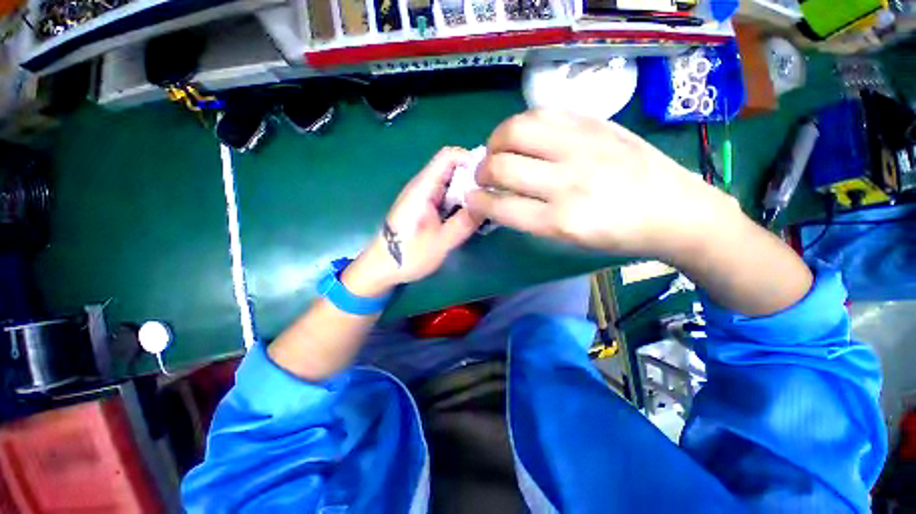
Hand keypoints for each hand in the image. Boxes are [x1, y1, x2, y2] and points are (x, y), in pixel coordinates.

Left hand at [342, 147, 480, 296]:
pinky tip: (470, 217)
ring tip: (485, 207)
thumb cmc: (408, 255)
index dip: (471, 160)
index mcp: (424, 188)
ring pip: (451, 184)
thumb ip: (465, 222)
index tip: (489, 178)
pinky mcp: (424, 208)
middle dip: (474, 179)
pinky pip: (446, 197)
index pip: (449, 156)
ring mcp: (423, 197)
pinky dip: (460, 203)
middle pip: (452, 168)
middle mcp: (423, 186)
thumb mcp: (441, 242)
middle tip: (492, 196)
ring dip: (468, 192)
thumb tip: (488, 204)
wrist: (382, 268)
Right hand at [466, 110, 735, 258]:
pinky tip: (525, 137)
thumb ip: (528, 217)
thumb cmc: (617, 235)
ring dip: (496, 142)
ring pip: (516, 130)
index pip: (499, 206)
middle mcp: (567, 181)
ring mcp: (582, 146)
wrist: (675, 210)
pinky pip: (542, 113)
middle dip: (481, 171)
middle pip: (501, 165)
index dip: (476, 202)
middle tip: (484, 175)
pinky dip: (522, 125)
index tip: (471, 199)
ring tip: (499, 151)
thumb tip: (496, 197)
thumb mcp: (568, 239)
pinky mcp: (595, 123)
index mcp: (560, 221)